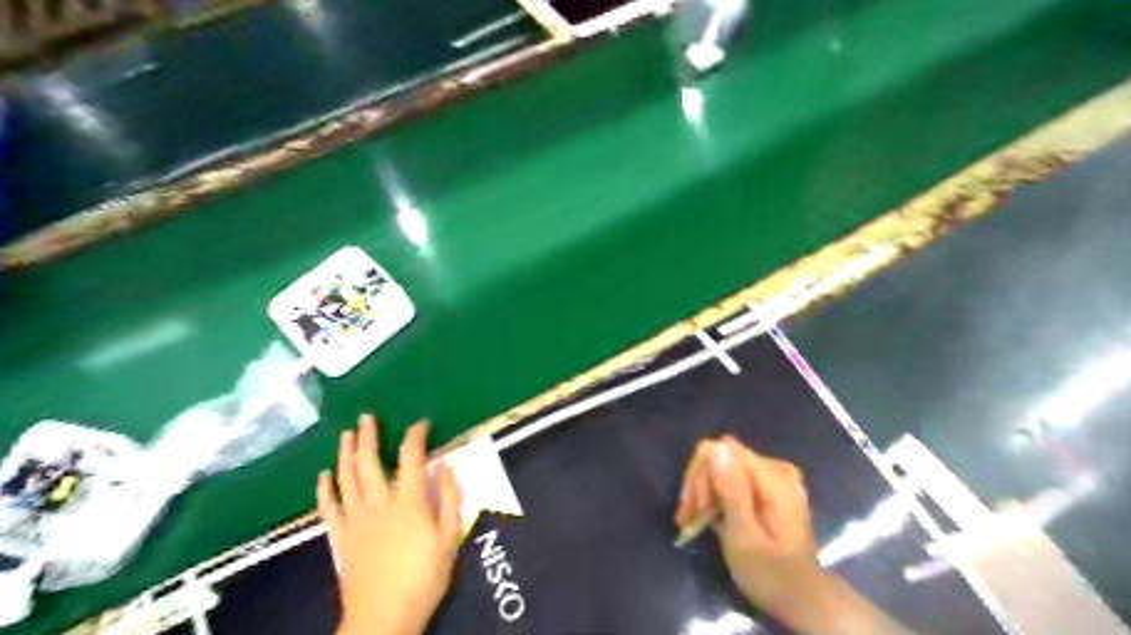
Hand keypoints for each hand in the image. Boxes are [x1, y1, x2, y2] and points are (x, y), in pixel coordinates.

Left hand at [314, 413, 460, 634]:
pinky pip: (328, 507)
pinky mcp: (340, 537)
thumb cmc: (424, 578)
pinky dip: (324, 489)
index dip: (415, 436)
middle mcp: (379, 503)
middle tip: (366, 417)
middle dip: (368, 436)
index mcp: (409, 502)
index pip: (411, 458)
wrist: (383, 618)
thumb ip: (452, 499)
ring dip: (346, 453)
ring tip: (346, 434)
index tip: (421, 423)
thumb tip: (447, 466)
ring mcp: (355, 519)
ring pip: (347, 478)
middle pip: (370, 462)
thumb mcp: (451, 539)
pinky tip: (323, 474)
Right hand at [674, 437, 912, 633]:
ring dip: (703, 492)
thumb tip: (715, 448)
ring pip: (722, 467)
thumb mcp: (744, 537)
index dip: (702, 474)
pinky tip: (704, 518)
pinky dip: (715, 496)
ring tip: (691, 521)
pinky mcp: (766, 486)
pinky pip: (731, 477)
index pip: (723, 449)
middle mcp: (775, 467)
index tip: (695, 508)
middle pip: (721, 456)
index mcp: (774, 477)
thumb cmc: (771, 575)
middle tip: (688, 519)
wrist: (801, 600)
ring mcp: (772, 476)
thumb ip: (732, 491)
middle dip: (700, 485)